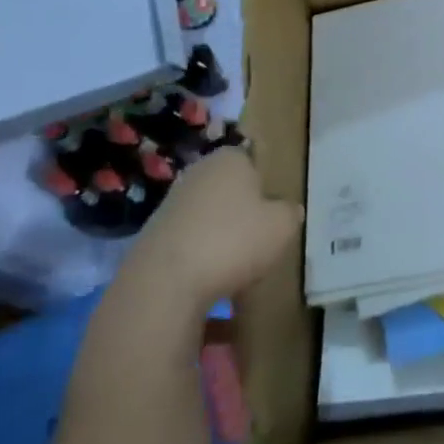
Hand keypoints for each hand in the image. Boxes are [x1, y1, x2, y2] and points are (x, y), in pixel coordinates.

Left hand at [121, 147, 300, 301]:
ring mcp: (171, 204)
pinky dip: (203, 258)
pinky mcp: (153, 236)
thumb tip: (287, 210)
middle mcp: (197, 173)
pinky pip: (191, 243)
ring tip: (240, 267)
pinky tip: (213, 280)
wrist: (164, 283)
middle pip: (230, 191)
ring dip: (223, 237)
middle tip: (263, 239)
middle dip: (244, 213)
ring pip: (211, 218)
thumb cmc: (233, 241)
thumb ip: (290, 213)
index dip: (267, 185)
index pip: (253, 161)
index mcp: (229, 159)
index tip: (277, 211)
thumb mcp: (283, 226)